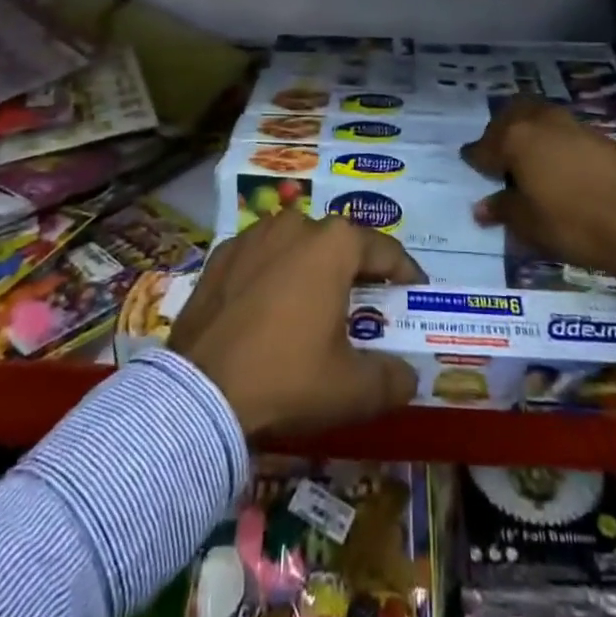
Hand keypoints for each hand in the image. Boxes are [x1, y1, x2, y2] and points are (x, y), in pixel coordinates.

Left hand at [169, 210, 424, 438]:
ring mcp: (253, 235)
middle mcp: (296, 224)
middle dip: (356, 270)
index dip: (406, 272)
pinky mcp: (220, 255)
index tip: (415, 291)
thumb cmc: (288, 377)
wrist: (200, 392)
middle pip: (339, 243)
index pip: (385, 249)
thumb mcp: (352, 389)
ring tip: (315, 303)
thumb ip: (391, 379)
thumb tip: (408, 376)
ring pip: (296, 246)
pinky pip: (260, 259)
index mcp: (334, 244)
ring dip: (311, 268)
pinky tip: (269, 308)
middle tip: (365, 303)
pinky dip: (272, 275)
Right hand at [464, 97, 615, 282]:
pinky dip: (552, 139)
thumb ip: (502, 209)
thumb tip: (481, 206)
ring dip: (528, 130)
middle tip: (498, 154)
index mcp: (516, 138)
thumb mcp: (529, 225)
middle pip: (511, 114)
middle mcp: (540, 121)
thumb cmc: (574, 225)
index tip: (470, 163)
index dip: (475, 157)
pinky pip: (562, 129)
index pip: (484, 145)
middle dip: (500, 130)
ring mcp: (572, 124)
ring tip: (528, 158)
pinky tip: (558, 164)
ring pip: (538, 115)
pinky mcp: (598, 134)